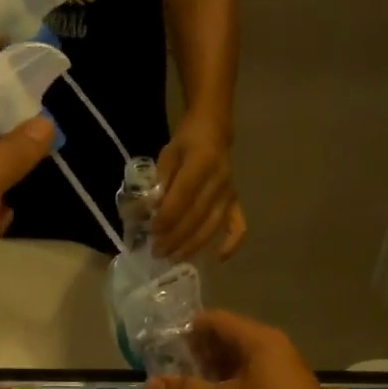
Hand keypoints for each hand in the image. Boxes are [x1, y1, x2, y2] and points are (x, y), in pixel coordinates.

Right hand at [145, 311, 347, 388]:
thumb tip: (149, 384)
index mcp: (259, 340)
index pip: (216, 320)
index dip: (187, 331)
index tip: (162, 348)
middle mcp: (273, 347)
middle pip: (227, 338)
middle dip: (198, 353)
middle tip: (170, 372)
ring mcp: (282, 370)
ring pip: (239, 360)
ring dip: (213, 372)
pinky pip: (251, 378)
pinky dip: (230, 385)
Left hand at [154, 121, 245, 260]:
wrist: (214, 130)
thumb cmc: (187, 142)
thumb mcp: (167, 154)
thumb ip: (160, 181)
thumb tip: (149, 210)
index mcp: (202, 163)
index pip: (183, 197)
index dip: (167, 217)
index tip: (151, 231)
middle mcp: (219, 181)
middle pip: (197, 216)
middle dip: (175, 237)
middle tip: (157, 252)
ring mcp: (230, 194)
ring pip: (212, 226)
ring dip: (192, 245)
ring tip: (173, 257)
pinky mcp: (236, 202)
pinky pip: (238, 226)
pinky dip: (231, 244)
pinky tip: (218, 258)